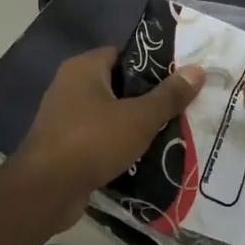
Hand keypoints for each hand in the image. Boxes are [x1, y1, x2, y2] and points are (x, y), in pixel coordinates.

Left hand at [12, 46, 204, 203]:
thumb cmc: (93, 141)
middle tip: (179, 107)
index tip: (178, 78)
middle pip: (117, 84)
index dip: (150, 64)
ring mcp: (63, 117)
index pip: (122, 54)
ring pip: (108, 114)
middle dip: (146, 97)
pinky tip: (143, 156)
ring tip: (169, 132)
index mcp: (83, 68)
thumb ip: (169, 96)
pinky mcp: (63, 145)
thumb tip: (198, 70)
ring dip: (132, 124)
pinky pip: (98, 138)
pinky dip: (117, 145)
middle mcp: (69, 86)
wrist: (46, 190)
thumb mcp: (139, 118)